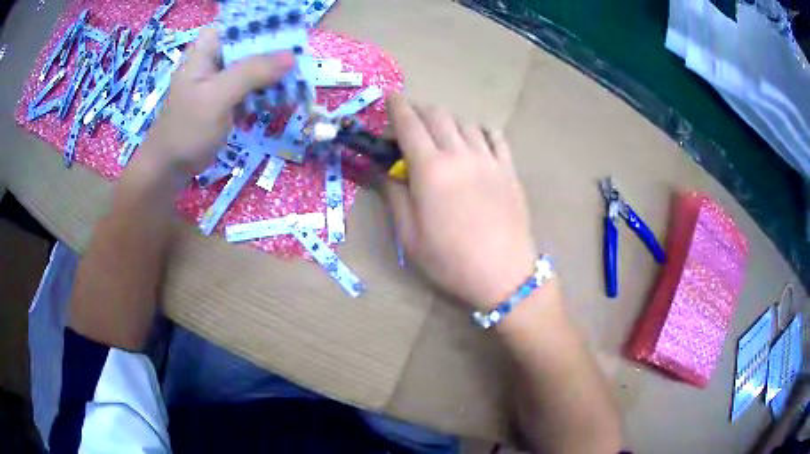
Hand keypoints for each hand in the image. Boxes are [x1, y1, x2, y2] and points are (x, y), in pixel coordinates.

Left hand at [136, 28, 293, 177]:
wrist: (168, 169)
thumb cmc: (186, 130)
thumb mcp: (217, 97)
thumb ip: (252, 72)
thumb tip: (291, 56)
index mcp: (206, 49)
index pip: (240, 24)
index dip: (265, 26)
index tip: (291, 36)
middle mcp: (214, 58)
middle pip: (250, 44)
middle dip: (275, 51)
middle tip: (300, 62)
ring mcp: (219, 79)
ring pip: (253, 66)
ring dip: (274, 73)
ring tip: (297, 82)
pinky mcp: (224, 98)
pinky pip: (250, 86)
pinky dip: (265, 90)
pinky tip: (281, 98)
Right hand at [384, 95, 536, 309]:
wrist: (504, 275)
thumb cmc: (451, 260)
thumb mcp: (410, 236)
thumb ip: (395, 196)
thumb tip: (384, 172)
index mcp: (431, 169)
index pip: (409, 124)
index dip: (397, 107)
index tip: (391, 98)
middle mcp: (459, 154)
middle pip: (438, 115)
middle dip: (420, 110)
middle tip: (411, 120)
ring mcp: (488, 159)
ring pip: (465, 122)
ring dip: (448, 121)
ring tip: (441, 134)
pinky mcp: (509, 169)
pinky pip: (495, 136)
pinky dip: (480, 131)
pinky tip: (476, 140)